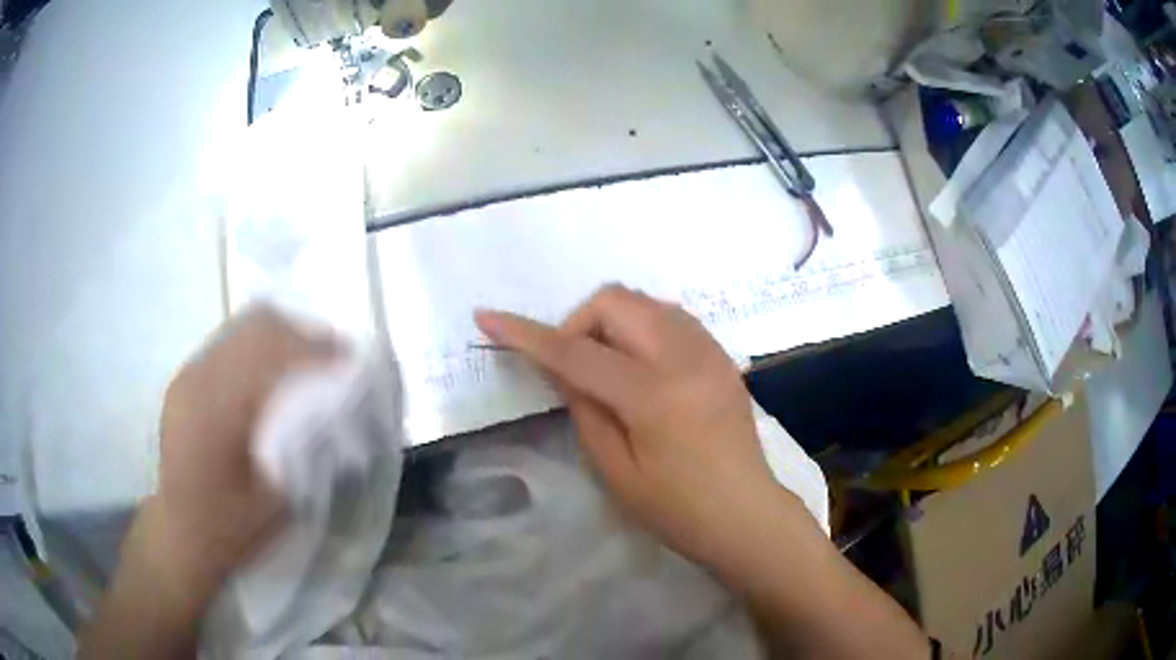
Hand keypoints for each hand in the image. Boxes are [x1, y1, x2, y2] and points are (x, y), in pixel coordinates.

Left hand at [155, 305, 338, 590]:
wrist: (181, 536)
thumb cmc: (230, 528)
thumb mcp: (277, 501)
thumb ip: (301, 448)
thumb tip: (333, 410)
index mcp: (219, 410)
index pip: (272, 352)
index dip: (315, 349)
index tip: (349, 359)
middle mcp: (199, 379)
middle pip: (256, 326)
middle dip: (300, 334)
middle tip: (332, 356)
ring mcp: (188, 376)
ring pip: (241, 330)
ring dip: (279, 338)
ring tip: (306, 361)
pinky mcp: (184, 381)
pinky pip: (227, 346)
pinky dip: (256, 350)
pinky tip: (270, 377)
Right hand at [474, 285, 793, 569]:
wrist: (746, 513)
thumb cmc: (678, 510)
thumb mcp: (616, 471)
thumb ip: (584, 409)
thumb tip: (563, 368)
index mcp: (654, 394)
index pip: (576, 351)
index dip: (526, 334)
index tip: (487, 318)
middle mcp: (684, 356)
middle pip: (615, 301)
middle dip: (579, 322)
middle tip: (574, 368)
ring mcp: (708, 350)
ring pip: (644, 301)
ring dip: (612, 322)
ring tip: (609, 369)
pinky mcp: (721, 355)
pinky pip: (670, 316)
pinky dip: (642, 327)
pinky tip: (642, 367)